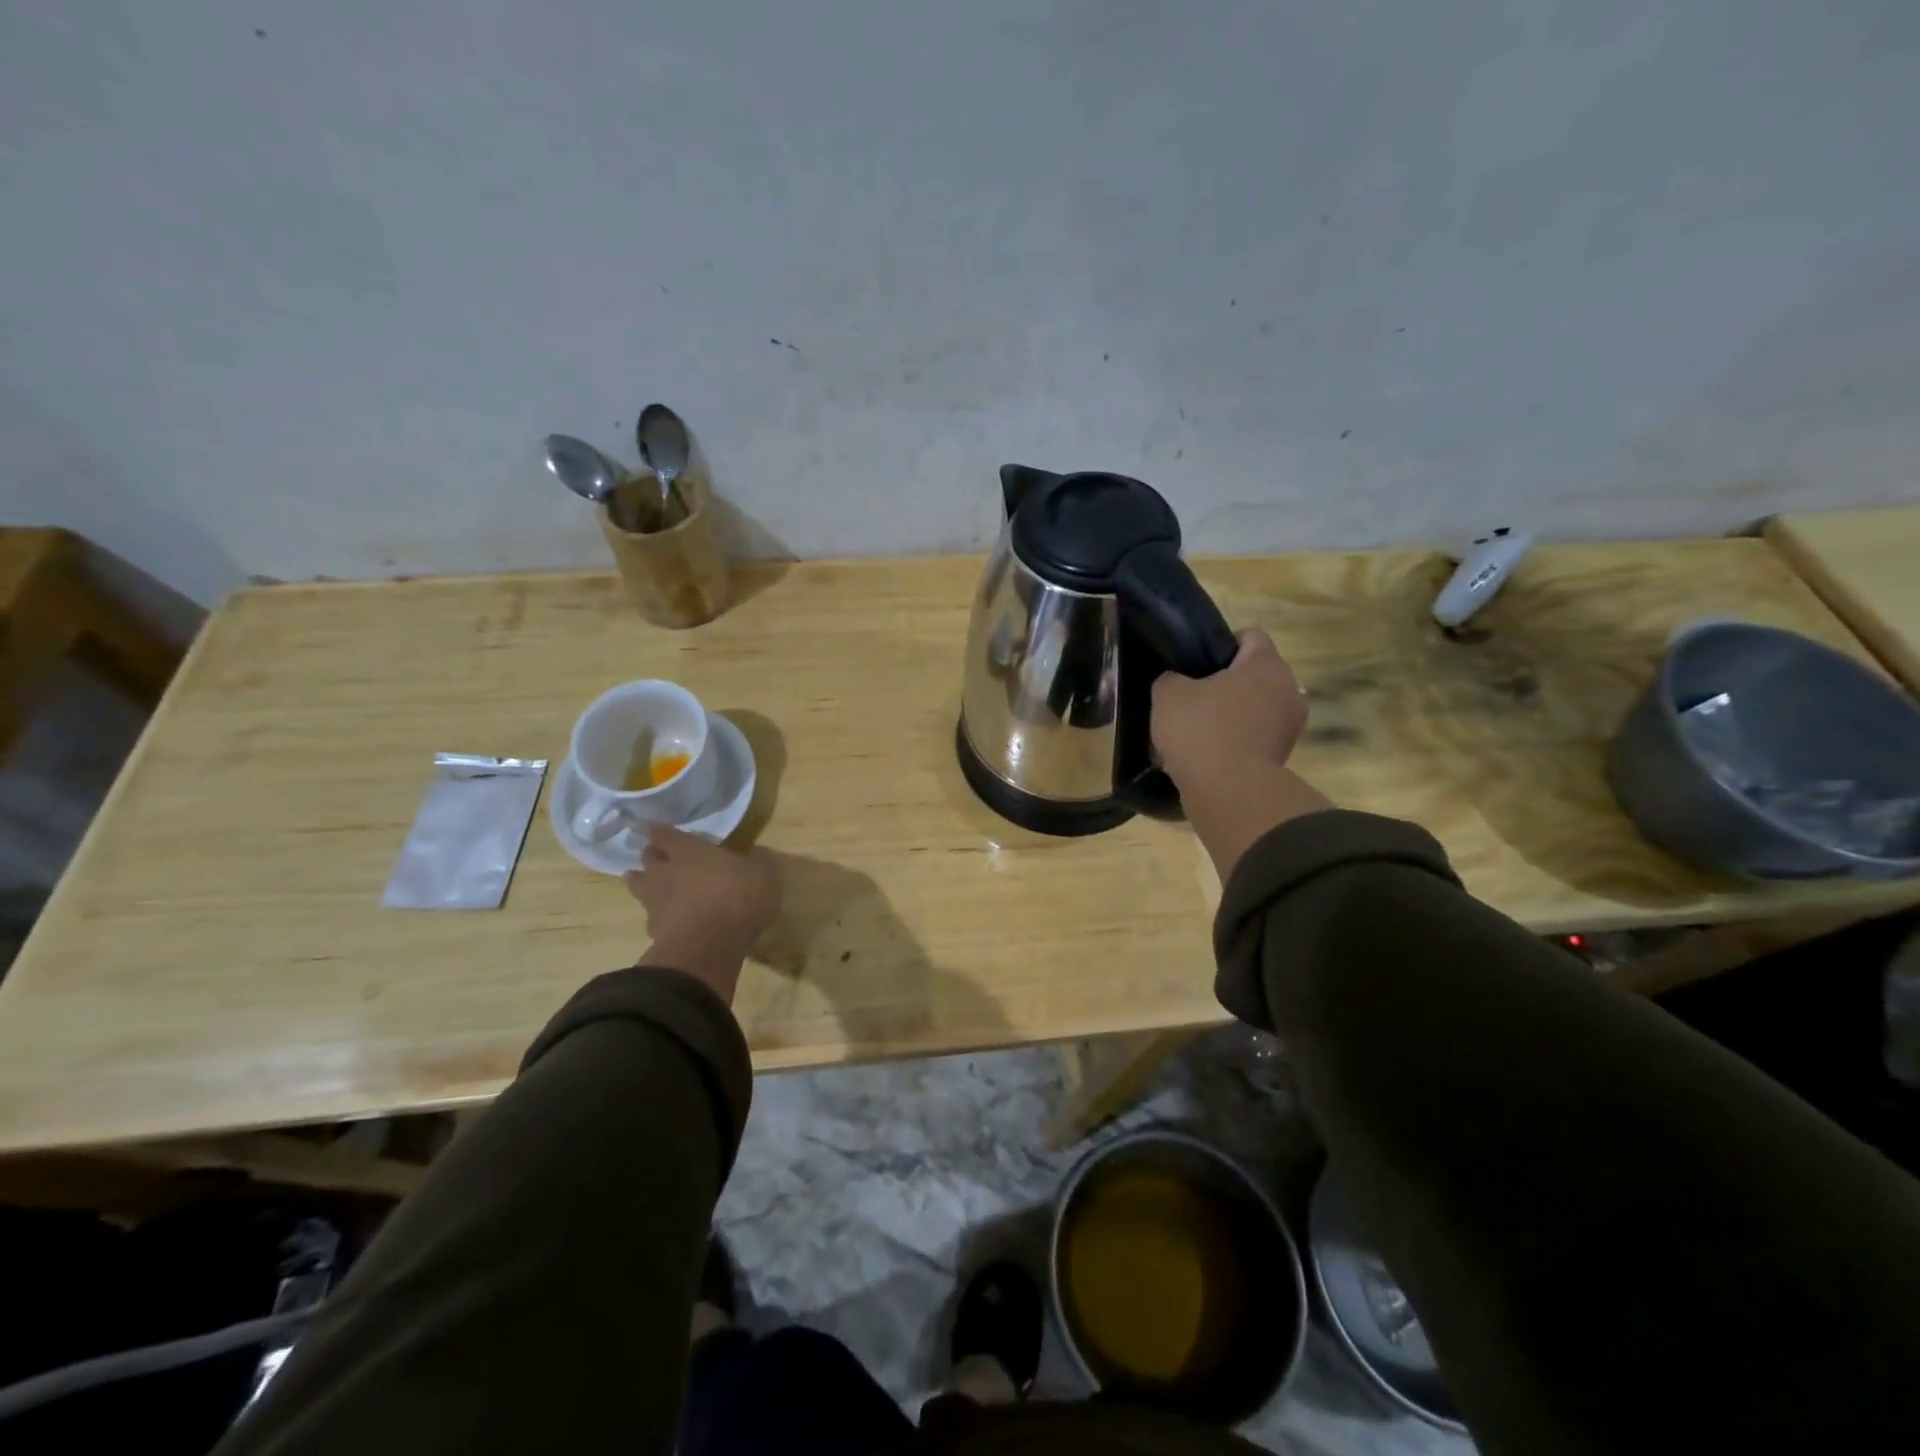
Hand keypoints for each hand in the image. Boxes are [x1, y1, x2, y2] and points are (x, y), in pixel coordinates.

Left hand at [624, 826, 781, 1002]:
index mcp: (690, 852)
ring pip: (638, 887)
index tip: (652, 829)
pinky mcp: (655, 933)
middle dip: (650, 856)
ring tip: (650, 886)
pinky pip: (652, 919)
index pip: (665, 835)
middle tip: (656, 856)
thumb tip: (757, 853)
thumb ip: (757, 860)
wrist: (710, 945)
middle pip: (647, 859)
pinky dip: (658, 918)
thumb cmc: (738, 897)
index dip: (659, 831)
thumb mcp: (764, 873)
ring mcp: (656, 903)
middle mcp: (666, 873)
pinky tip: (669, 923)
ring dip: (642, 884)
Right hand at [1153, 629, 1329, 880]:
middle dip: (1224, 684)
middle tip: (1190, 697)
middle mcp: (1288, 690)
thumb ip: (1170, 679)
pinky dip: (1232, 743)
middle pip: (1253, 676)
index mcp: (1265, 665)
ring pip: (1253, 710)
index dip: (1221, 644)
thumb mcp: (1168, 695)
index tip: (1196, 662)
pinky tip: (1203, 756)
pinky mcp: (1282, 758)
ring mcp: (1289, 727)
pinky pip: (1253, 739)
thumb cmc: (1201, 730)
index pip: (1250, 636)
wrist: (1228, 792)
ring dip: (1228, 716)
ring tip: (1193, 732)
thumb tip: (1176, 683)